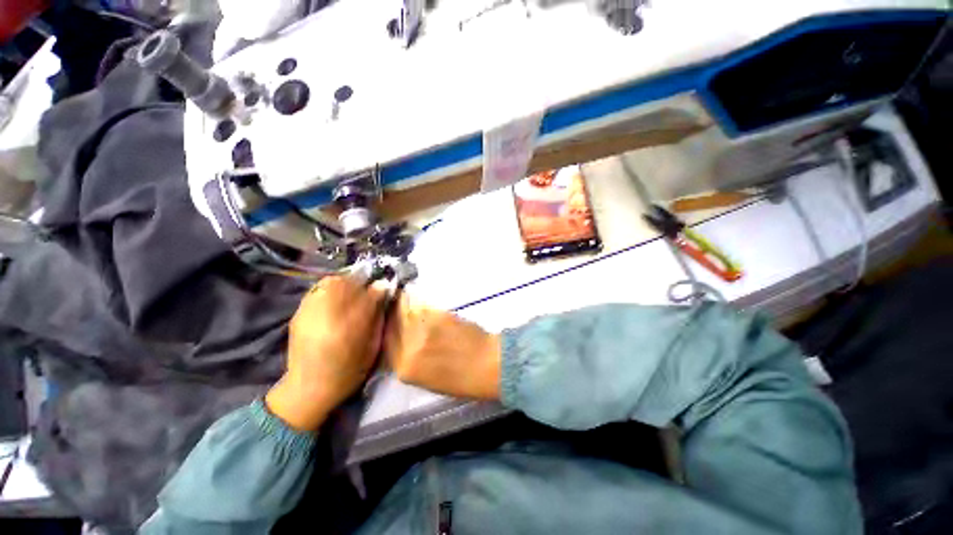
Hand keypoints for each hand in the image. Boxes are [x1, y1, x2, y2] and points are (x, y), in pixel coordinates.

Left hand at [266, 276, 386, 431]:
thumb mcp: (372, 345)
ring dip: (344, 283)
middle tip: (366, 287)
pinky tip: (333, 301)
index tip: (383, 286)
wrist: (309, 388)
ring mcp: (309, 311)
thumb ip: (378, 315)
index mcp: (352, 325)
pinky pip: (317, 291)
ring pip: (329, 283)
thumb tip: (383, 291)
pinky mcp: (298, 313)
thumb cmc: (350, 369)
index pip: (370, 293)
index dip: (378, 286)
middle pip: (345, 281)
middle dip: (359, 280)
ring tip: (350, 292)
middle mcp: (328, 314)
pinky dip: (329, 290)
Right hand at [384, 294, 500, 399]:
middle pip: (391, 323)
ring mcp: (422, 329)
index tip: (388, 318)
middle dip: (392, 312)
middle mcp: (408, 348)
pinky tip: (423, 301)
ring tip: (407, 298)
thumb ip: (409, 359)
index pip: (385, 342)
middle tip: (396, 303)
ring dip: (405, 302)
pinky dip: (420, 301)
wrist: (488, 364)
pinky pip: (421, 304)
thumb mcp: (427, 378)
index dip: (386, 327)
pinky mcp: (437, 315)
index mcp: (404, 369)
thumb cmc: (462, 377)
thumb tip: (402, 340)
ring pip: (405, 309)